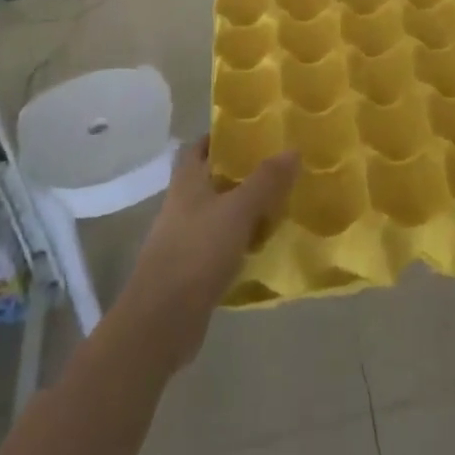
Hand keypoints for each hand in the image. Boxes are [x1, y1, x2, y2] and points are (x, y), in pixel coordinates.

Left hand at [116, 140, 298, 371]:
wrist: (162, 321)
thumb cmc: (196, 253)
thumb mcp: (238, 211)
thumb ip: (265, 181)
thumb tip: (293, 150)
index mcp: (187, 182)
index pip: (200, 146)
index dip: (222, 136)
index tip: (253, 132)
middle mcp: (183, 204)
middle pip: (214, 179)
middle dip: (243, 173)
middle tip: (279, 167)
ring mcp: (186, 238)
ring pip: (220, 212)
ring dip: (246, 208)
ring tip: (281, 202)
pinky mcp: (193, 269)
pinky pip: (223, 244)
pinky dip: (242, 241)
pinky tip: (266, 244)